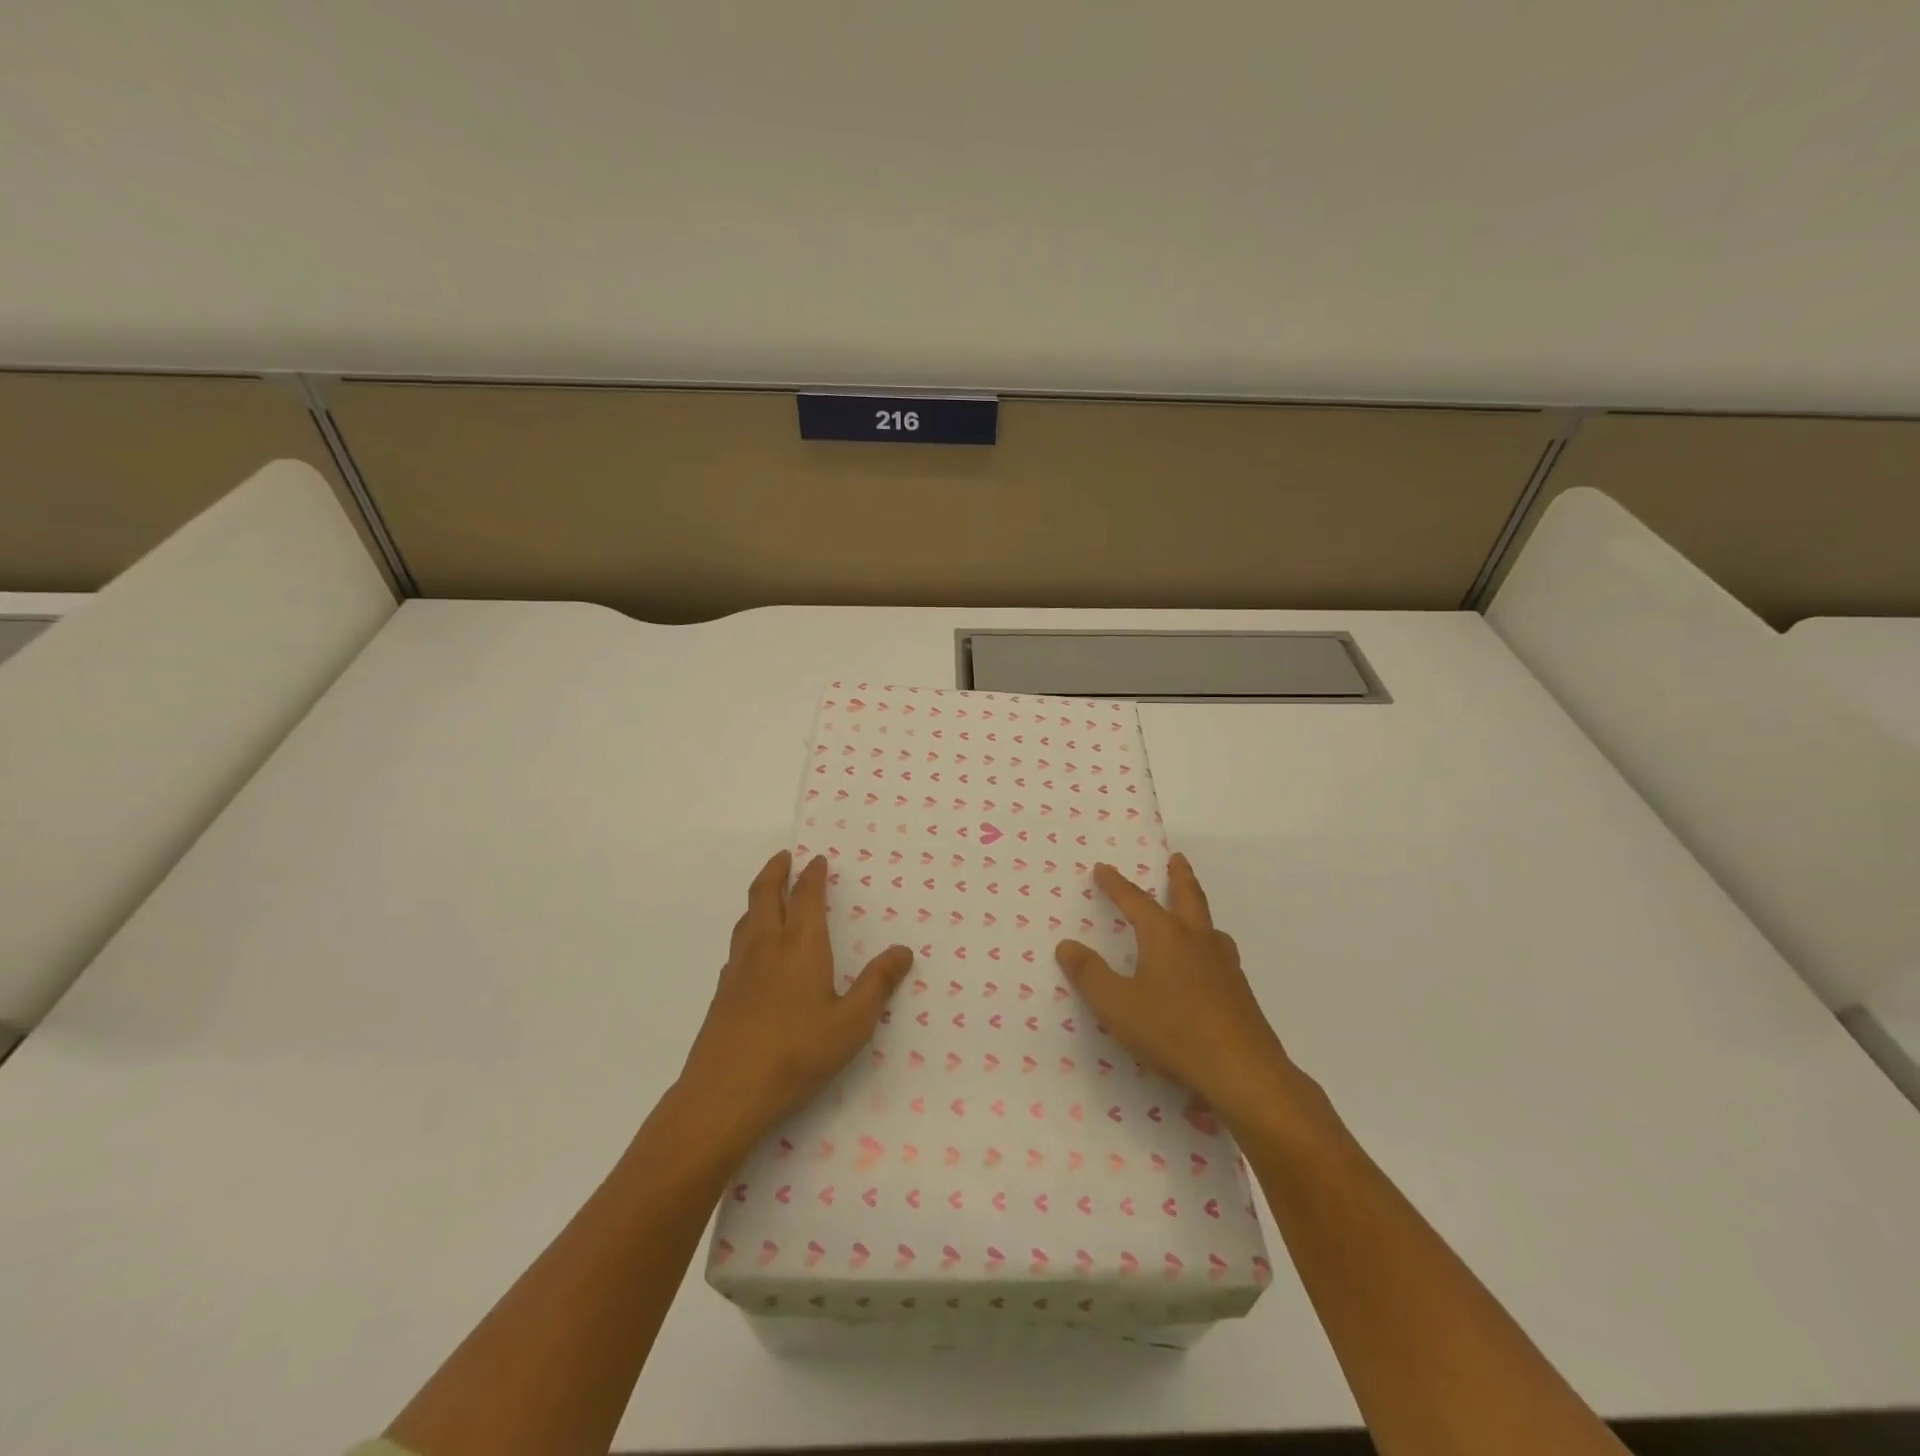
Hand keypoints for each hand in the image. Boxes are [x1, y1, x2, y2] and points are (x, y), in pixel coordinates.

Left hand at [680, 851, 912, 1150]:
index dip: (813, 875)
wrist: (725, 1094)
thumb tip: (903, 951)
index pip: (806, 896)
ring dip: (759, 896)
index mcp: (801, 945)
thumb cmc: (797, 1054)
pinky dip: (748, 929)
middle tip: (784, 857)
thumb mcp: (851, 1024)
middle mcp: (767, 946)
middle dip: (776, 871)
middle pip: (765, 894)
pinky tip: (754, 951)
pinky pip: (737, 945)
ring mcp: (738, 968)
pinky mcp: (722, 992)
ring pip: (747, 917)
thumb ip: (877, 985)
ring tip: (769, 893)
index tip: (817, 859)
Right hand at [1055, 852, 1303, 1129]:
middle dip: (1178, 876)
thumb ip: (1090, 974)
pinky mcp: (1239, 990)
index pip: (1135, 901)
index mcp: (1165, 936)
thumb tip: (1067, 945)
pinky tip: (1207, 964)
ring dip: (1197, 908)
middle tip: (1176, 858)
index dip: (1116, 884)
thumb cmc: (1173, 1032)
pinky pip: (1220, 952)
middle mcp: (1197, 940)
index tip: (1103, 868)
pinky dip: (1209, 942)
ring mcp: (1224, 964)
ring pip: (1209, 924)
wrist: (1243, 1072)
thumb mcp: (1117, 1006)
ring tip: (1191, 910)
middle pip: (1188, 896)